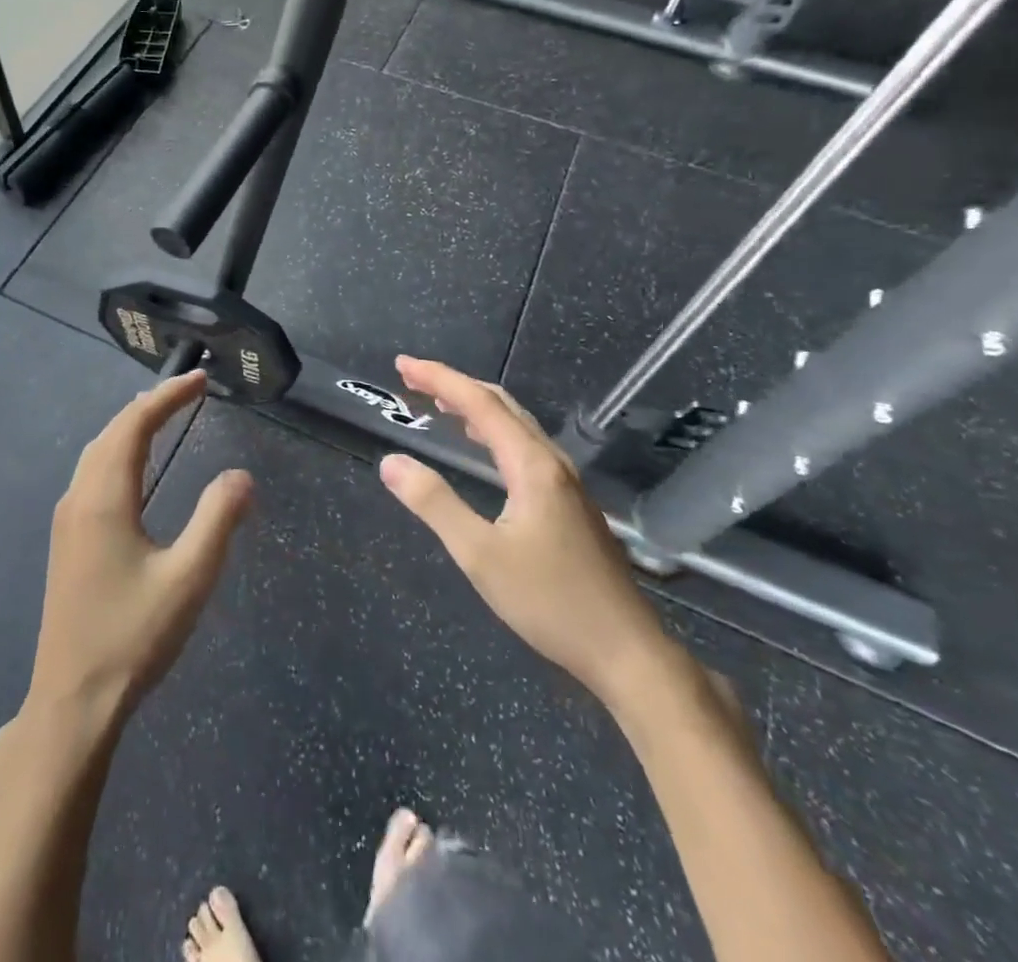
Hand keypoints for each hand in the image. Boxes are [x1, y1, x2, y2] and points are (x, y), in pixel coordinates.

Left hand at [22, 370, 252, 730]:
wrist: (73, 700)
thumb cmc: (133, 636)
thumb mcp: (189, 578)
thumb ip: (217, 520)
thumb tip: (241, 476)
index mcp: (104, 498)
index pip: (134, 425)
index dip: (166, 397)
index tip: (198, 380)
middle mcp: (79, 498)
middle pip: (111, 432)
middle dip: (149, 405)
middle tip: (187, 391)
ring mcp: (67, 520)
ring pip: (96, 452)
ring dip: (129, 427)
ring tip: (162, 416)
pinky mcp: (66, 541)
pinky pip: (91, 474)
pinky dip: (116, 451)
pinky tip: (132, 469)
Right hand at [378, 356, 678, 711]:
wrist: (626, 652)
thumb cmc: (550, 601)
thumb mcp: (480, 555)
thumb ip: (434, 503)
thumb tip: (391, 462)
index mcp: (532, 466)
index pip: (479, 404)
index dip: (439, 379)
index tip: (402, 365)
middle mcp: (552, 463)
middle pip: (501, 405)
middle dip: (455, 385)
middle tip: (413, 379)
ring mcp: (566, 483)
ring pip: (516, 425)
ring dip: (475, 406)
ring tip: (439, 403)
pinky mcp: (570, 503)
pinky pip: (523, 446)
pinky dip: (492, 431)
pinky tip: (481, 447)